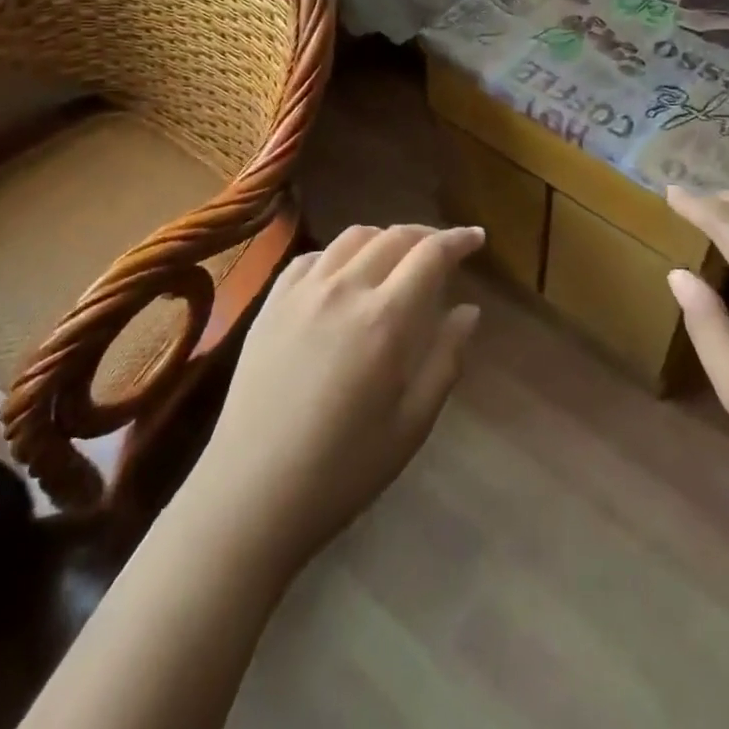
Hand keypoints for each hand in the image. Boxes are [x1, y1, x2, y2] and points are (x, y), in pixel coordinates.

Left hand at [185, 223, 483, 576]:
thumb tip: (469, 310)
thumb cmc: (344, 469)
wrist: (252, 493)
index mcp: (386, 319)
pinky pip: (313, 257)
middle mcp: (345, 289)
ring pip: (353, 238)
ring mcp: (303, 291)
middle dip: (426, 235)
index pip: (431, 254)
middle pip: (394, 236)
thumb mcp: (412, 423)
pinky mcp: (272, 302)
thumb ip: (446, 358)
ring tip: (397, 257)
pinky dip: (340, 253)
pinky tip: (344, 275)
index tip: (476, 237)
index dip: (459, 239)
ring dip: (384, 237)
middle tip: (444, 249)